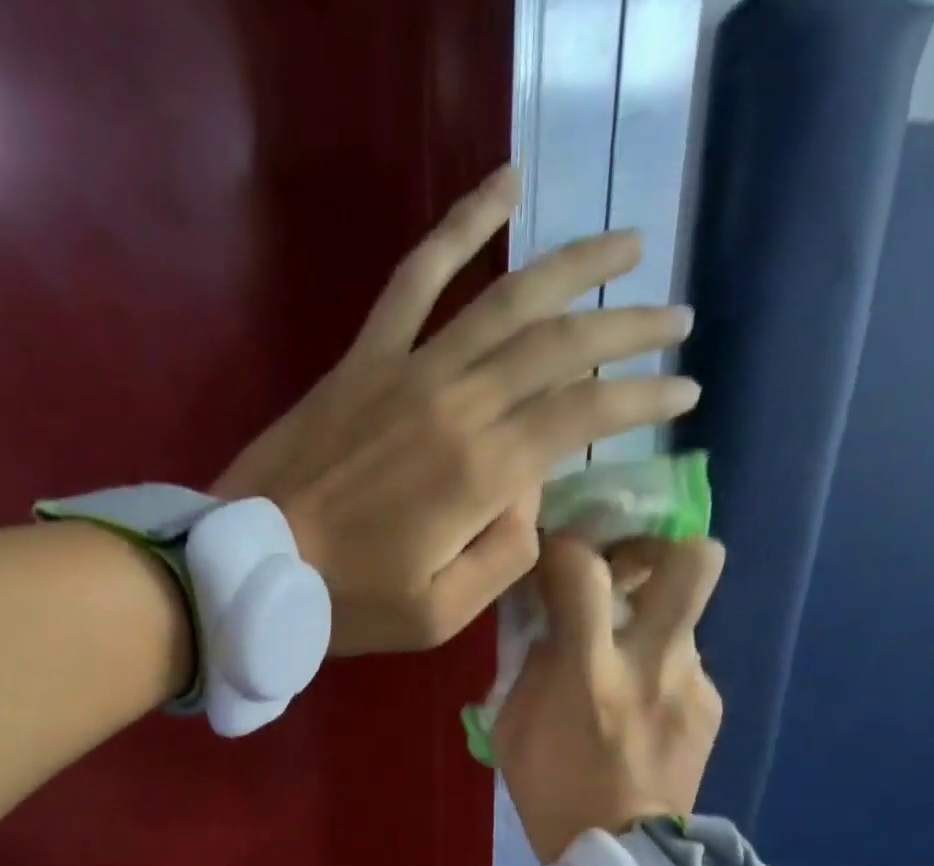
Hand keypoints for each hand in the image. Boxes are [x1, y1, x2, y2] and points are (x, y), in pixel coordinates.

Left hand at [216, 165, 700, 655]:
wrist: (248, 565)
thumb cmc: (346, 603)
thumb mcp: (440, 613)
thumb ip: (504, 556)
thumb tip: (530, 499)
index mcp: (481, 472)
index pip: (584, 415)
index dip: (643, 399)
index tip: (686, 391)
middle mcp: (457, 403)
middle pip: (562, 346)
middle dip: (630, 328)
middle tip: (678, 321)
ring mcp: (408, 369)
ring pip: (509, 297)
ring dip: (576, 265)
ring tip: (629, 243)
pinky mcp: (366, 357)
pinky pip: (419, 274)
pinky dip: (463, 223)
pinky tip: (504, 184)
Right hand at [493, 535, 724, 863]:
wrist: (622, 856)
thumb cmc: (550, 792)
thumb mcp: (512, 727)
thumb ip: (531, 663)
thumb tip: (549, 622)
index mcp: (590, 671)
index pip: (583, 568)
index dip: (564, 547)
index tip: (552, 557)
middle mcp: (653, 662)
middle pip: (693, 561)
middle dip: (659, 547)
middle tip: (627, 567)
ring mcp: (692, 684)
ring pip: (684, 615)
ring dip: (650, 622)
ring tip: (624, 662)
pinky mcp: (711, 706)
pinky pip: (685, 664)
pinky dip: (660, 671)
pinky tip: (642, 708)